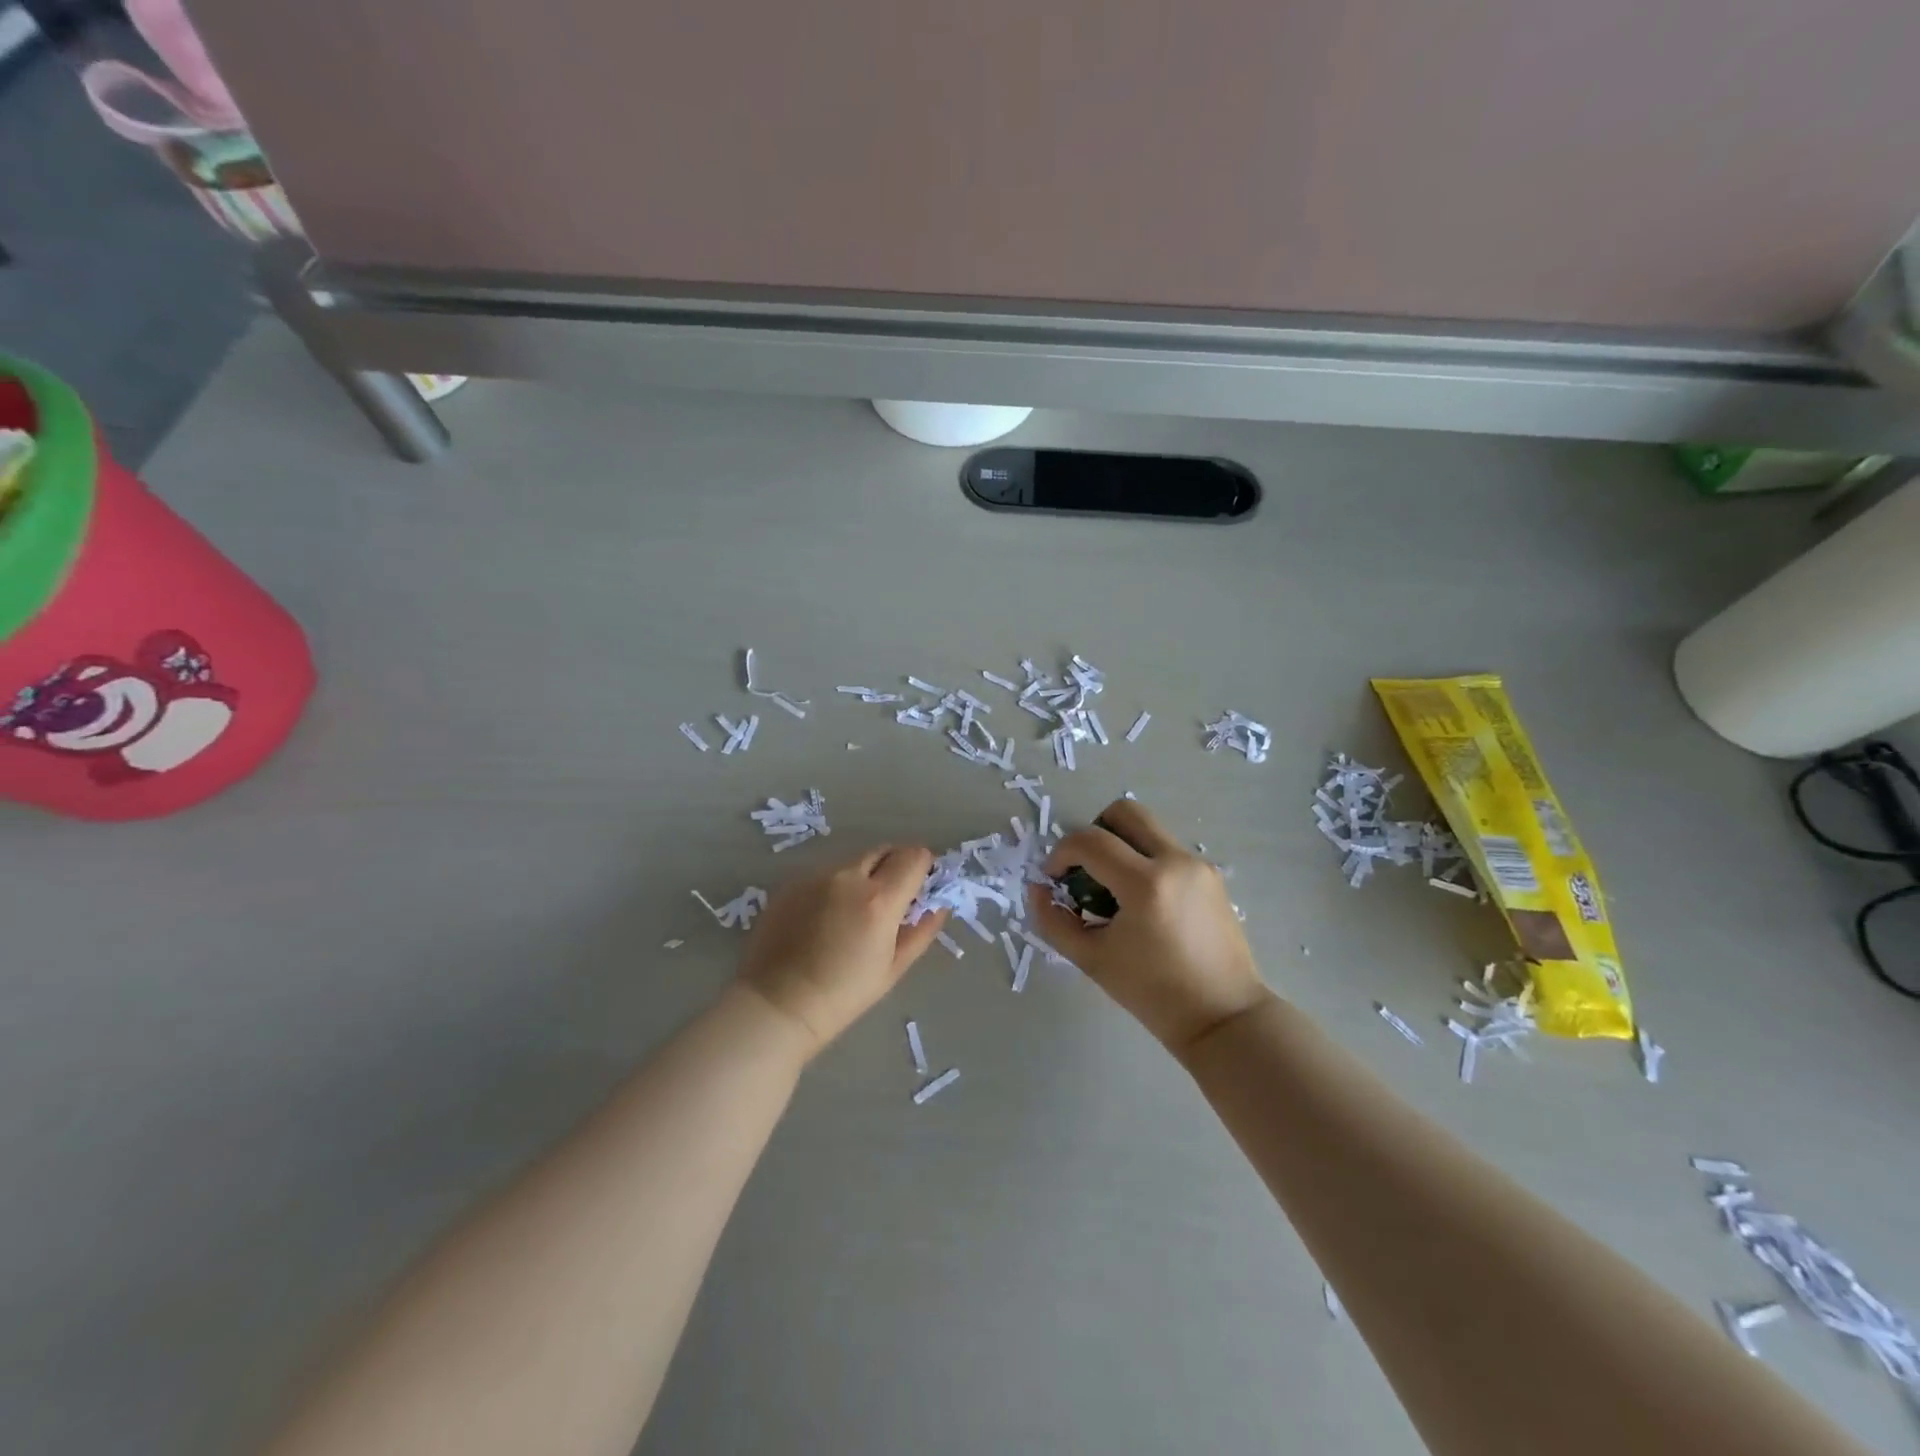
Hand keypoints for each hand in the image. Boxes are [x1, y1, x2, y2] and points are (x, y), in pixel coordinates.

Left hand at [737, 845, 949, 1057]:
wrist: (778, 1005)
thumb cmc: (843, 995)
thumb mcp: (893, 968)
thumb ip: (921, 931)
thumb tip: (939, 906)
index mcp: (879, 899)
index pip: (914, 856)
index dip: (923, 867)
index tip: (921, 885)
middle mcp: (848, 877)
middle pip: (884, 851)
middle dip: (895, 866)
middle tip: (891, 897)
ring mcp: (815, 876)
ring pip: (853, 862)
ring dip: (863, 876)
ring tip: (852, 913)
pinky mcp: (791, 883)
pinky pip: (824, 874)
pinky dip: (834, 887)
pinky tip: (823, 918)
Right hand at [1031, 798, 1269, 1058]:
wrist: (1223, 1017)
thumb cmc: (1153, 994)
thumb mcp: (1092, 959)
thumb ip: (1054, 920)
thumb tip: (1037, 888)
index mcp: (1146, 884)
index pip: (1089, 841)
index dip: (1060, 853)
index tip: (1053, 878)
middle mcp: (1175, 861)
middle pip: (1124, 812)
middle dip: (1094, 832)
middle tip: (1085, 869)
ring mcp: (1198, 865)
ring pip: (1147, 829)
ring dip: (1120, 845)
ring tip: (1113, 891)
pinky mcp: (1211, 875)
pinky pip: (1167, 850)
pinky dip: (1144, 861)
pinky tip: (1142, 904)